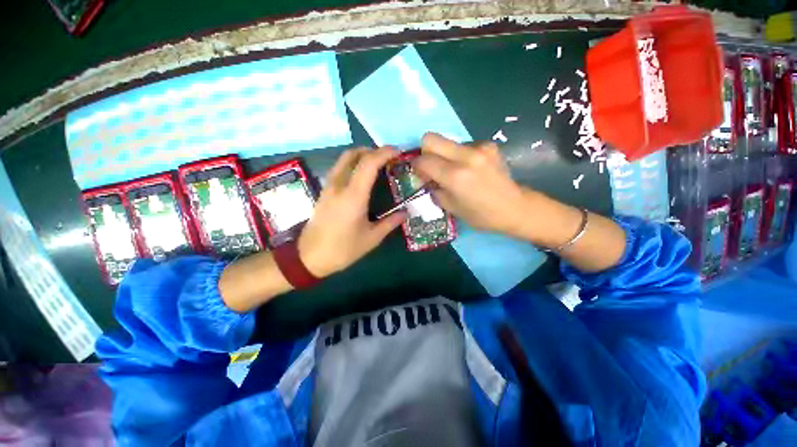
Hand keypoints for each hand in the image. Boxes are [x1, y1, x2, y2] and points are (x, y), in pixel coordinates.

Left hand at [298, 147, 406, 277]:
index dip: (384, 153)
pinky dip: (352, 164)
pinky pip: (339, 169)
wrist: (309, 257)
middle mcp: (339, 185)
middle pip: (352, 154)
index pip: (368, 163)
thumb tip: (405, 213)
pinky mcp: (324, 192)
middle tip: (387, 158)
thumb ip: (390, 223)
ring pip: (343, 159)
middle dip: (372, 150)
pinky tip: (361, 177)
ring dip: (360, 156)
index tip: (398, 152)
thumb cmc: (343, 249)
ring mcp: (328, 187)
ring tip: (376, 165)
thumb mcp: (371, 239)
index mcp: (353, 196)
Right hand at [412, 132, 531, 236]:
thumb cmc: (480, 215)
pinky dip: (460, 155)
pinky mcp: (489, 145)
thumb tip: (425, 177)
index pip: (423, 160)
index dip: (416, 166)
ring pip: (447, 141)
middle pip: (430, 138)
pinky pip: (463, 145)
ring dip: (444, 154)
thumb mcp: (450, 207)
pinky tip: (470, 168)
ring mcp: (479, 147)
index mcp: (455, 176)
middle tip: (432, 167)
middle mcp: (466, 156)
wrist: (514, 208)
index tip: (420, 174)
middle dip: (425, 152)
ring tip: (455, 170)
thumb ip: (434, 188)